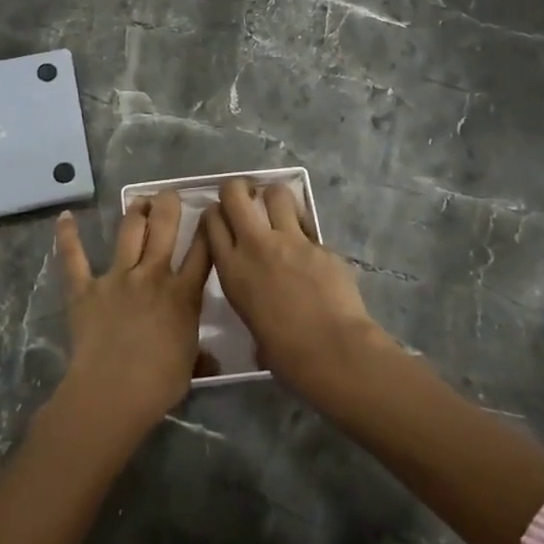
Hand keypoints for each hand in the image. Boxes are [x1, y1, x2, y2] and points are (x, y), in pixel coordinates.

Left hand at [53, 191, 211, 434]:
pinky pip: (74, 258)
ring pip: (129, 233)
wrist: (114, 391)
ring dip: (135, 212)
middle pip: (164, 228)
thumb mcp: (189, 367)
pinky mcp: (85, 288)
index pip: (202, 253)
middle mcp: (152, 275)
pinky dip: (67, 236)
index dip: (207, 229)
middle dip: (168, 205)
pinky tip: (65, 217)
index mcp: (182, 295)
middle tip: (169, 194)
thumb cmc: (159, 383)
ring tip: (139, 201)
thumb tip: (212, 359)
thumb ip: (199, 353)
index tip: (210, 212)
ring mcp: (117, 278)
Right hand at [201, 178, 390, 400]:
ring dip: (275, 199)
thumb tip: (262, 314)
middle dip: (238, 189)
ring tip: (280, 211)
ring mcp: (291, 240)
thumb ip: (251, 303)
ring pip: (277, 194)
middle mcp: (256, 245)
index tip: (221, 217)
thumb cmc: (285, 354)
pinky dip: (307, 232)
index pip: (211, 221)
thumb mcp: (252, 325)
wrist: (332, 350)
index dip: (215, 214)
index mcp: (232, 269)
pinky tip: (312, 251)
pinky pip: (309, 226)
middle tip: (245, 197)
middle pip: (236, 194)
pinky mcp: (321, 243)